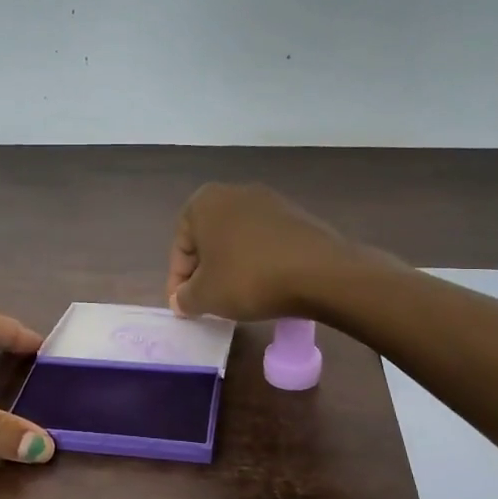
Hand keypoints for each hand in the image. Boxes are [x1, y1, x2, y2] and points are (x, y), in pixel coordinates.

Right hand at [167, 183, 364, 321]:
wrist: (320, 272)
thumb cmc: (248, 279)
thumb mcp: (205, 296)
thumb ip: (184, 298)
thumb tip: (182, 300)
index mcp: (204, 202)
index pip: (180, 246)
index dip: (177, 281)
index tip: (184, 306)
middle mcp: (234, 192)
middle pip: (208, 239)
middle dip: (204, 270)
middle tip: (207, 301)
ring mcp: (270, 200)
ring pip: (237, 239)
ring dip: (231, 266)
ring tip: (236, 296)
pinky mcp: (297, 215)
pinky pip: (265, 241)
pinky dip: (258, 262)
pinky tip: (265, 285)